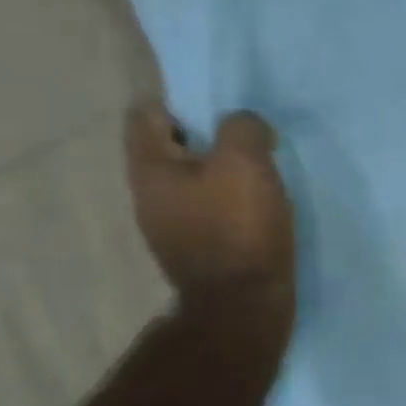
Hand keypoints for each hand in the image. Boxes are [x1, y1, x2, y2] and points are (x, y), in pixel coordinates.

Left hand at [125, 103, 294, 328]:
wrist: (244, 306)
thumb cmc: (239, 227)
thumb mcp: (245, 161)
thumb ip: (242, 127)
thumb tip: (244, 127)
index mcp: (150, 169)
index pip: (146, 112)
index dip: (180, 99)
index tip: (220, 105)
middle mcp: (148, 196)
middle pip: (170, 146)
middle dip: (206, 135)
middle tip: (247, 137)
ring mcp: (169, 227)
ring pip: (191, 178)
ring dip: (221, 169)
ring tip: (259, 170)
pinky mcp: (195, 250)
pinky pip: (208, 208)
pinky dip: (229, 199)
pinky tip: (258, 206)